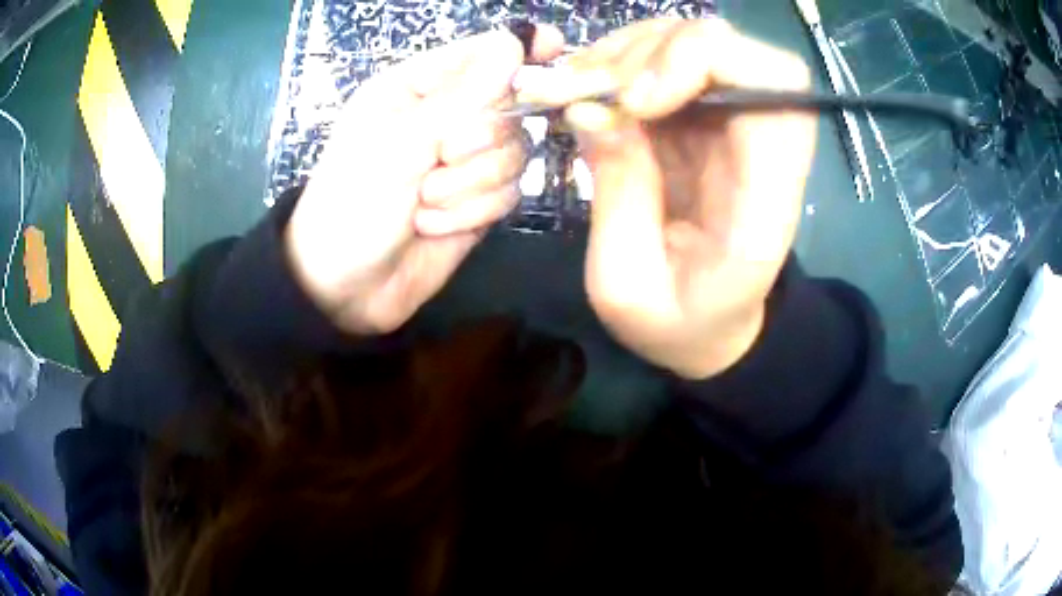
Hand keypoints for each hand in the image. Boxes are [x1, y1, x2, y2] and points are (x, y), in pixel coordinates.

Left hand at [286, 27, 563, 334]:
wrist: (344, 287)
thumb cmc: (352, 202)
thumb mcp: (399, 142)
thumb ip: (463, 95)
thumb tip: (514, 42)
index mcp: (415, 90)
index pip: (478, 56)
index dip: (516, 49)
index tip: (556, 45)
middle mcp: (443, 121)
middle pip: (507, 109)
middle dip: (479, 139)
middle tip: (443, 156)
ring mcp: (463, 165)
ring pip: (514, 155)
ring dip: (469, 184)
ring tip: (424, 203)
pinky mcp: (475, 203)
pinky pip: (507, 194)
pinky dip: (472, 212)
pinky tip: (433, 226)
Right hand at [520, 18, 816, 378]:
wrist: (711, 330)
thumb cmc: (678, 325)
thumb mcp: (626, 286)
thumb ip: (617, 195)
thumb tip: (590, 106)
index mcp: (766, 199)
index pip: (777, 87)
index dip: (706, 62)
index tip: (635, 99)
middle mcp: (761, 150)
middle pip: (736, 49)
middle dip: (657, 49)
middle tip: (589, 87)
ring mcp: (732, 128)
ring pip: (698, 43)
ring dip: (632, 50)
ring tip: (578, 86)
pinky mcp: (704, 122)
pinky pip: (670, 62)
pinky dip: (624, 61)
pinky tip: (587, 86)